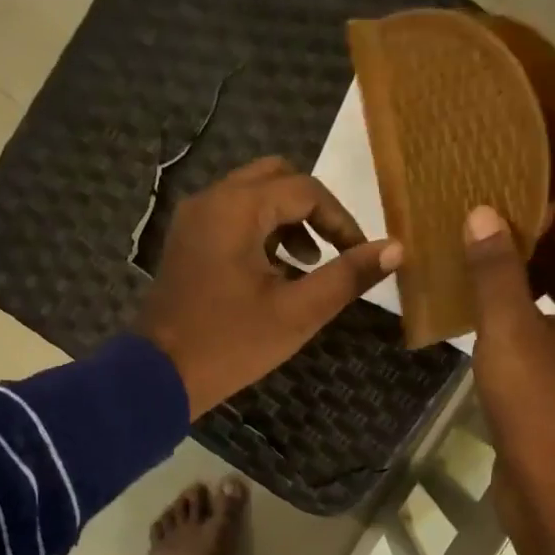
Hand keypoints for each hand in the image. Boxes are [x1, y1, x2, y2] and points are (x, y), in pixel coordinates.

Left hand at [137, 157, 402, 416]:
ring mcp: (193, 220)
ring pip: (252, 196)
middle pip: (276, 178)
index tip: (359, 255)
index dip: (341, 219)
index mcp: (237, 208)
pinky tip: (274, 272)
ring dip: (286, 220)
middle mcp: (211, 200)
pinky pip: (231, 217)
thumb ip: (347, 276)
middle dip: (312, 208)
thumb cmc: (231, 344)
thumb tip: (396, 248)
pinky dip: (260, 231)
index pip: (305, 190)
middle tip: (331, 248)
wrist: (158, 376)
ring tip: (307, 264)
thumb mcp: (298, 313)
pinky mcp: (186, 242)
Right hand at [465, 199, 554, 554]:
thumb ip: (497, 270)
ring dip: (529, 275)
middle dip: (538, 238)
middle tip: (484, 243)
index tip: (502, 224)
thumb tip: (484, 213)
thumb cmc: (542, 409)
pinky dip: (527, 311)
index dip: (553, 209)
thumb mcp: (511, 332)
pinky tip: (485, 319)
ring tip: (479, 274)